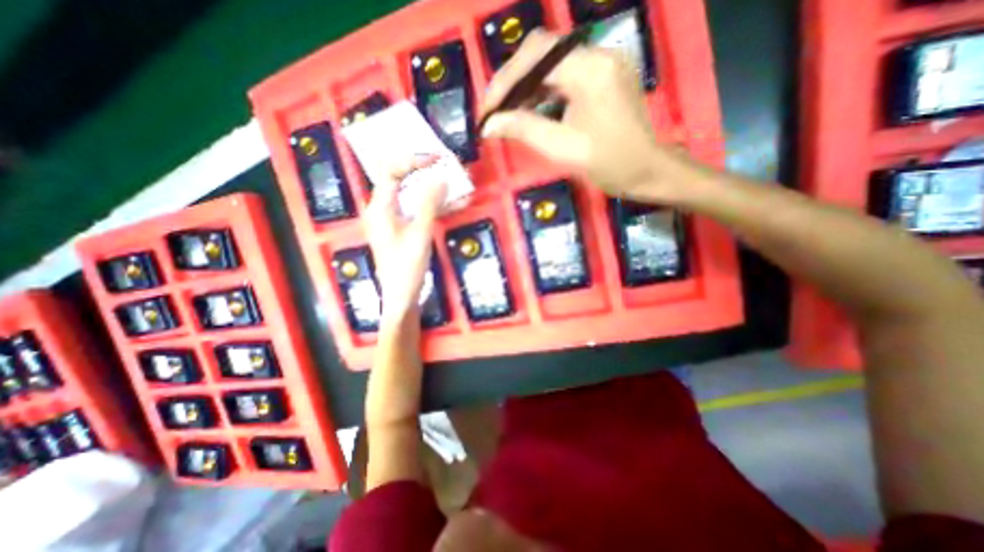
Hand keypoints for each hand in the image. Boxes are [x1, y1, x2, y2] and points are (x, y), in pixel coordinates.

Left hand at [363, 156, 447, 323]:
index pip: (391, 171)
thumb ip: (428, 204)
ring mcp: (392, 220)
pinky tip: (451, 205)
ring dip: (432, 188)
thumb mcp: (419, 234)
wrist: (400, 296)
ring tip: (453, 185)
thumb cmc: (406, 267)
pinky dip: (432, 205)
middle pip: (400, 180)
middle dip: (423, 171)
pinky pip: (416, 209)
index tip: (436, 160)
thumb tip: (440, 178)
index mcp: (380, 208)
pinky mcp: (401, 229)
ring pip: (411, 195)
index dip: (412, 161)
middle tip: (445, 167)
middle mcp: (382, 209)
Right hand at [480, 30, 694, 202]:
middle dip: (511, 81)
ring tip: (506, 113)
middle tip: (493, 111)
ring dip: (524, 85)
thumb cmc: (610, 164)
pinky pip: (563, 75)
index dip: (504, 82)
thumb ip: (524, 130)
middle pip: (541, 52)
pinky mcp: (601, 76)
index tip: (486, 111)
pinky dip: (541, 91)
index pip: (536, 58)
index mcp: (590, 69)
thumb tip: (489, 124)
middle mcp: (597, 54)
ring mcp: (601, 63)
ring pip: (550, 62)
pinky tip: (529, 109)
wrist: (648, 171)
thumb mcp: (563, 149)